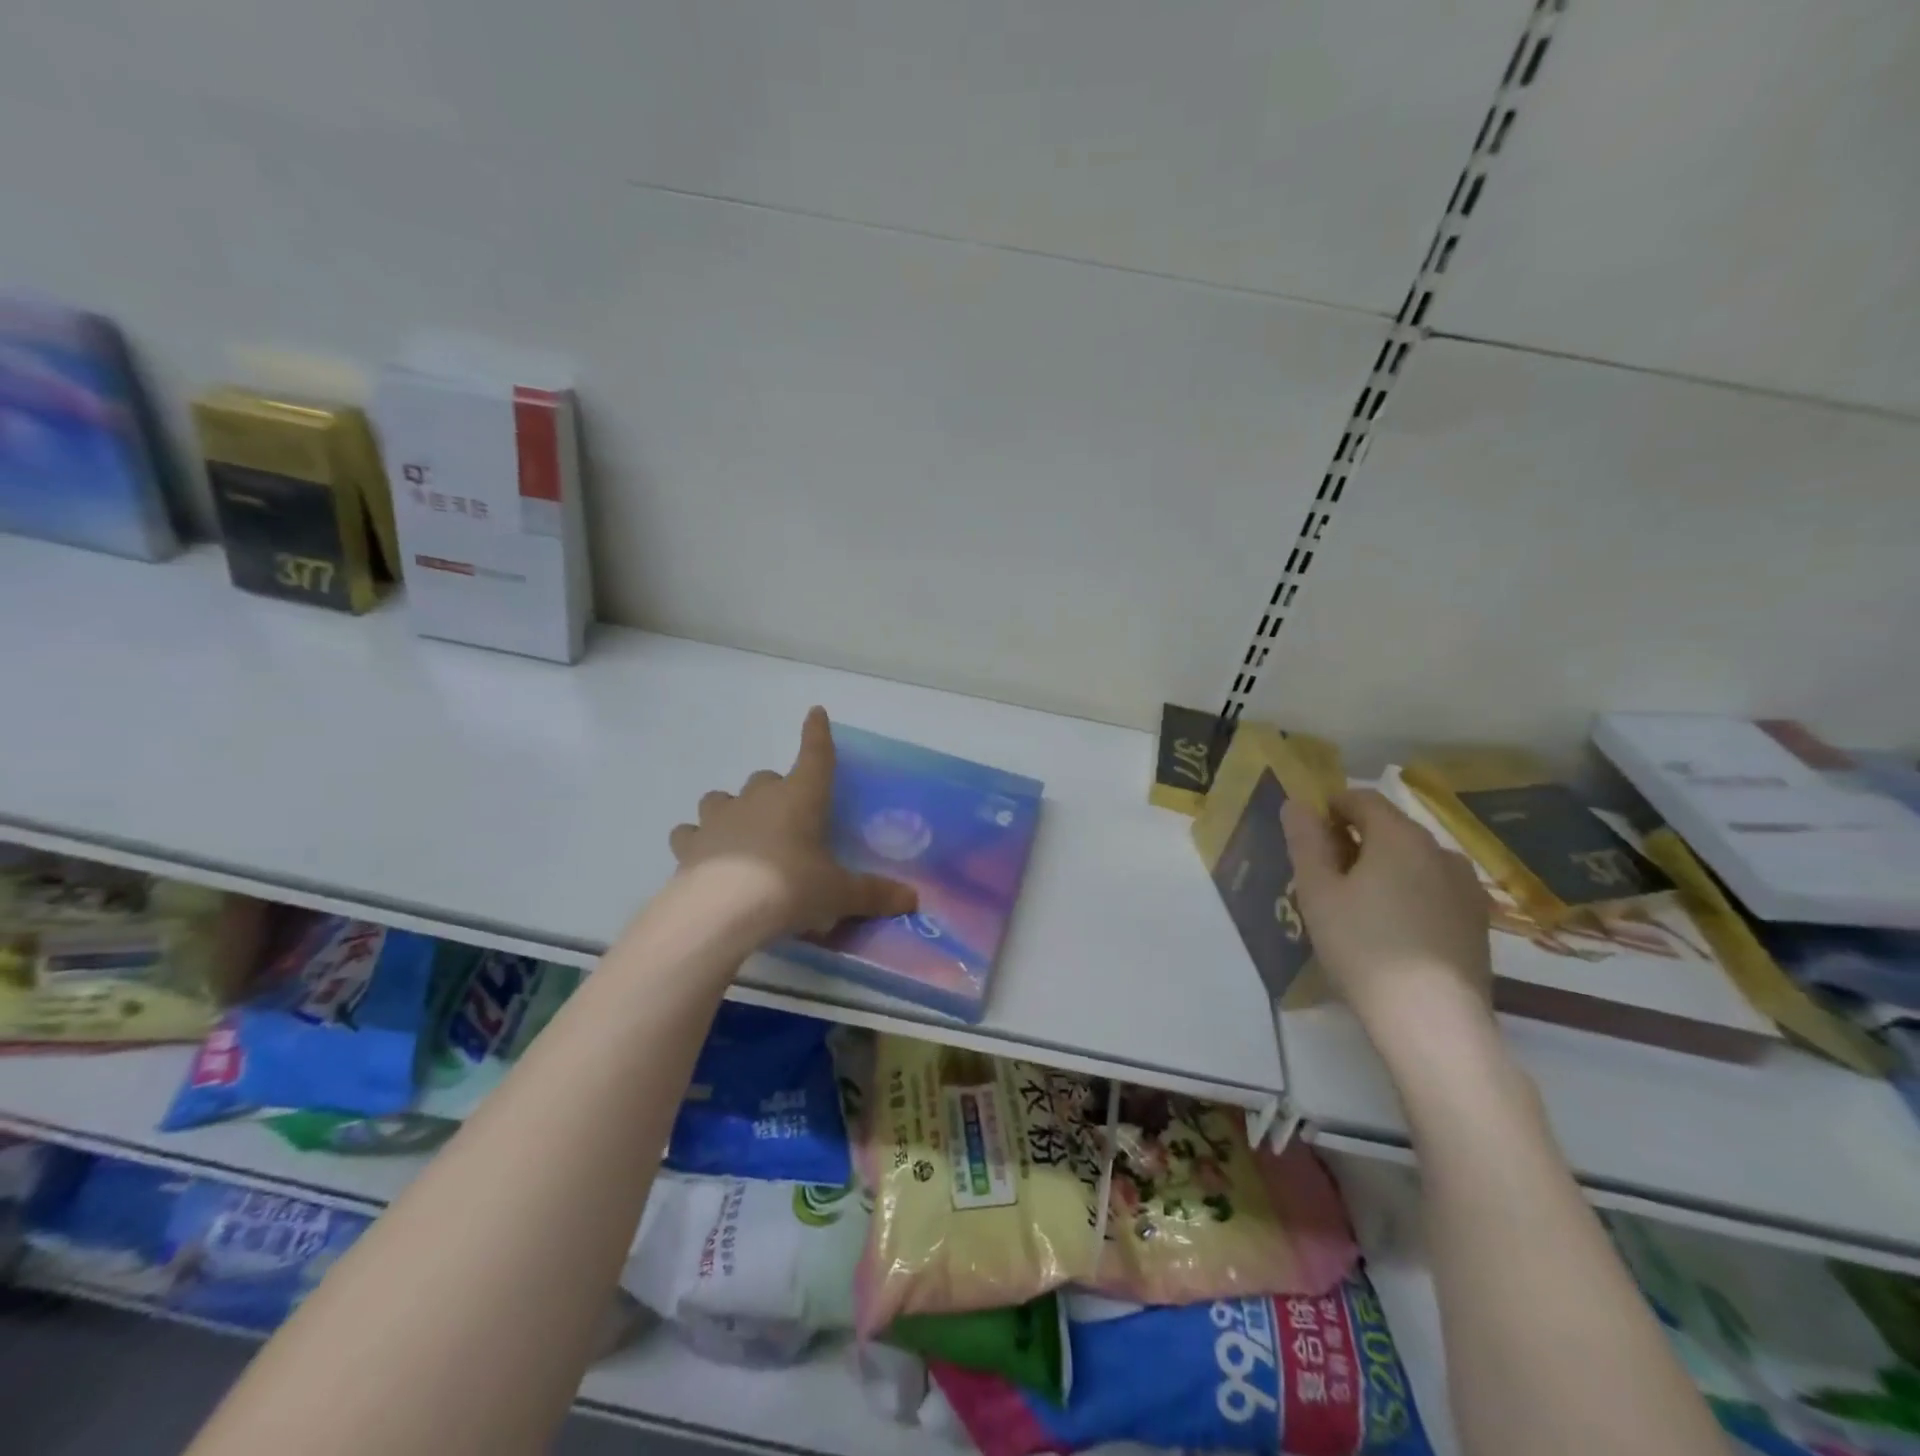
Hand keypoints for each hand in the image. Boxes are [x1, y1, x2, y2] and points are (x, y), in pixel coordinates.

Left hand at [669, 707, 917, 939]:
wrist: (720, 911)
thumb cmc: (790, 888)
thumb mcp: (838, 894)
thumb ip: (873, 894)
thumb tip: (913, 899)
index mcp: (801, 797)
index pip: (815, 755)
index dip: (817, 734)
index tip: (815, 712)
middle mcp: (759, 798)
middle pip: (767, 779)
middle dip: (778, 791)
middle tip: (790, 819)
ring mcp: (720, 817)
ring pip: (723, 798)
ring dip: (734, 808)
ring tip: (742, 832)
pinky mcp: (689, 843)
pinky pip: (691, 832)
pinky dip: (697, 839)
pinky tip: (704, 854)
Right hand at [1282, 787, 1492, 1047]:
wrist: (1433, 1022)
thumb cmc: (1363, 947)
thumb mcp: (1318, 892)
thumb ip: (1305, 842)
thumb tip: (1296, 803)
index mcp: (1400, 837)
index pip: (1362, 799)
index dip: (1330, 807)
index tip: (1307, 835)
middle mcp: (1441, 851)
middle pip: (1390, 829)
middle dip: (1354, 841)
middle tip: (1323, 875)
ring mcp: (1466, 889)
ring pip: (1413, 862)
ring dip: (1383, 869)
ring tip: (1355, 906)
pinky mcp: (1477, 924)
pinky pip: (1433, 891)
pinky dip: (1407, 895)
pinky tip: (1390, 931)